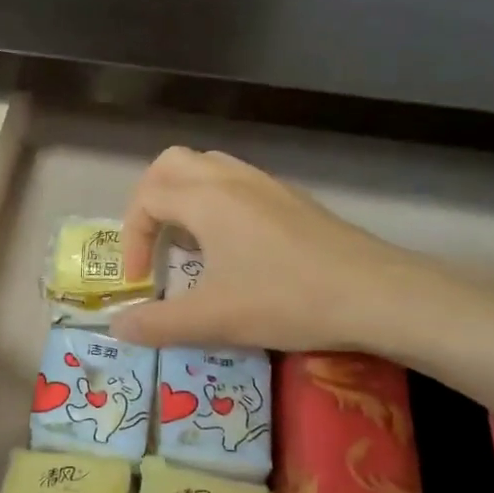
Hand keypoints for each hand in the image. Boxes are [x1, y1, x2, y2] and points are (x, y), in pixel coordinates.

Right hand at [109, 146, 453, 352]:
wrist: (376, 294)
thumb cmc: (286, 300)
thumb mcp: (212, 319)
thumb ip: (157, 324)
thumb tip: (117, 327)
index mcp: (206, 199)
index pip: (146, 198)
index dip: (132, 239)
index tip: (142, 281)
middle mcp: (232, 179)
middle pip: (172, 165)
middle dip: (149, 202)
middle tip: (154, 244)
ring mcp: (267, 185)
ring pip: (208, 169)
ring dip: (184, 199)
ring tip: (188, 244)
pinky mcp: (292, 200)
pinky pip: (237, 184)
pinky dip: (216, 205)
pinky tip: (232, 249)